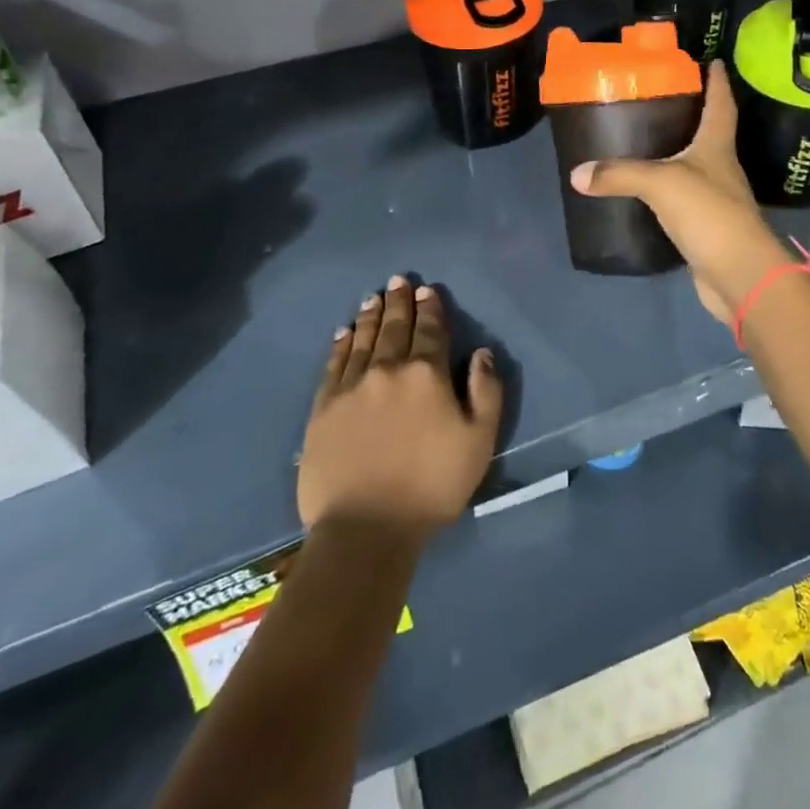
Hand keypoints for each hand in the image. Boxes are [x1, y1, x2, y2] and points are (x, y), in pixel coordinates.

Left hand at [298, 277, 503, 539]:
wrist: (365, 528)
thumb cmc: (431, 486)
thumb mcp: (479, 442)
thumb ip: (486, 392)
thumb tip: (481, 353)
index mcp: (427, 374)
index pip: (431, 330)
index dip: (431, 308)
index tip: (428, 290)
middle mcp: (388, 369)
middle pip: (395, 327)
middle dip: (399, 301)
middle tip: (398, 280)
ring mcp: (352, 386)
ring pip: (364, 339)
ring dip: (371, 316)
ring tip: (374, 297)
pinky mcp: (324, 407)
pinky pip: (334, 364)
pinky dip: (341, 344)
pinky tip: (344, 333)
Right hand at [568, 61, 791, 321]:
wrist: (738, 274)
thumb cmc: (708, 213)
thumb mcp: (660, 183)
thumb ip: (619, 174)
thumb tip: (577, 174)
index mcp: (717, 146)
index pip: (721, 104)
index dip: (717, 82)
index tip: (711, 60)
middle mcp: (721, 168)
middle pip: (710, 133)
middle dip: (692, 114)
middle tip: (660, 98)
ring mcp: (716, 199)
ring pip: (695, 167)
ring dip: (677, 154)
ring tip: (645, 141)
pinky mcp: (706, 227)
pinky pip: (682, 200)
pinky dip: (666, 192)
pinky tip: (644, 193)